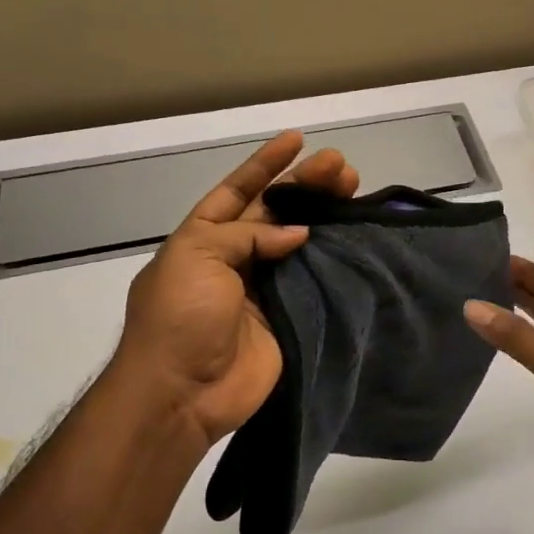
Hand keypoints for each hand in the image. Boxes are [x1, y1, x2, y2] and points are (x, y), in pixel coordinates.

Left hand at [110, 132, 359, 454]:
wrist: (184, 393)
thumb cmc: (180, 317)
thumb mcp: (197, 257)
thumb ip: (247, 235)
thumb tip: (297, 233)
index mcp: (205, 238)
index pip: (238, 190)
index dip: (265, 164)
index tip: (297, 140)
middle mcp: (236, 257)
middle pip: (276, 211)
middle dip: (305, 184)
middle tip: (340, 165)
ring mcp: (265, 286)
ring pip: (301, 240)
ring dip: (325, 214)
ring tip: (353, 187)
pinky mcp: (291, 314)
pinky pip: (315, 278)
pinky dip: (333, 256)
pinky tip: (354, 234)